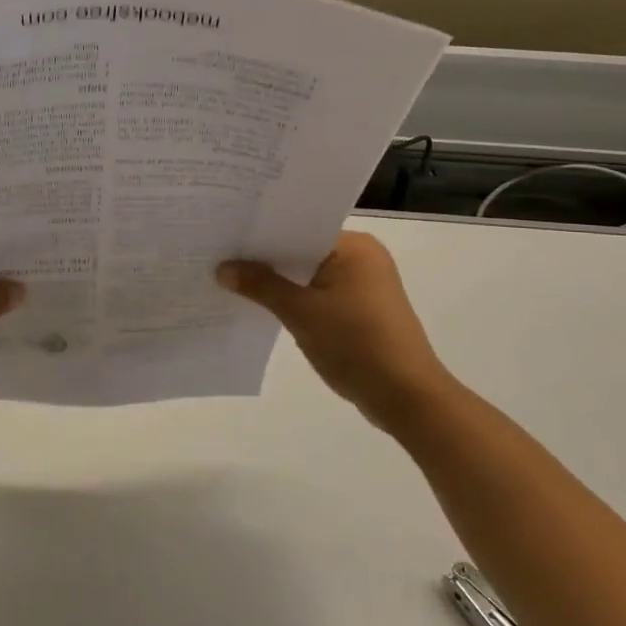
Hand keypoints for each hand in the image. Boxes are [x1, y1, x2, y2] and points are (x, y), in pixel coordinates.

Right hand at [218, 232, 451, 436]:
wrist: (406, 396)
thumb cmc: (356, 344)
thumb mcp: (301, 313)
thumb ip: (261, 286)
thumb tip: (222, 268)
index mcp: (354, 246)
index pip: (299, 228)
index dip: (261, 233)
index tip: (225, 235)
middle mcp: (362, 257)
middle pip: (302, 250)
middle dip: (266, 259)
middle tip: (219, 257)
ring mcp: (364, 285)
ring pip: (309, 275)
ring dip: (279, 282)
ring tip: (233, 281)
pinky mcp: (361, 310)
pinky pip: (319, 294)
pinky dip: (296, 300)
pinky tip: (264, 307)